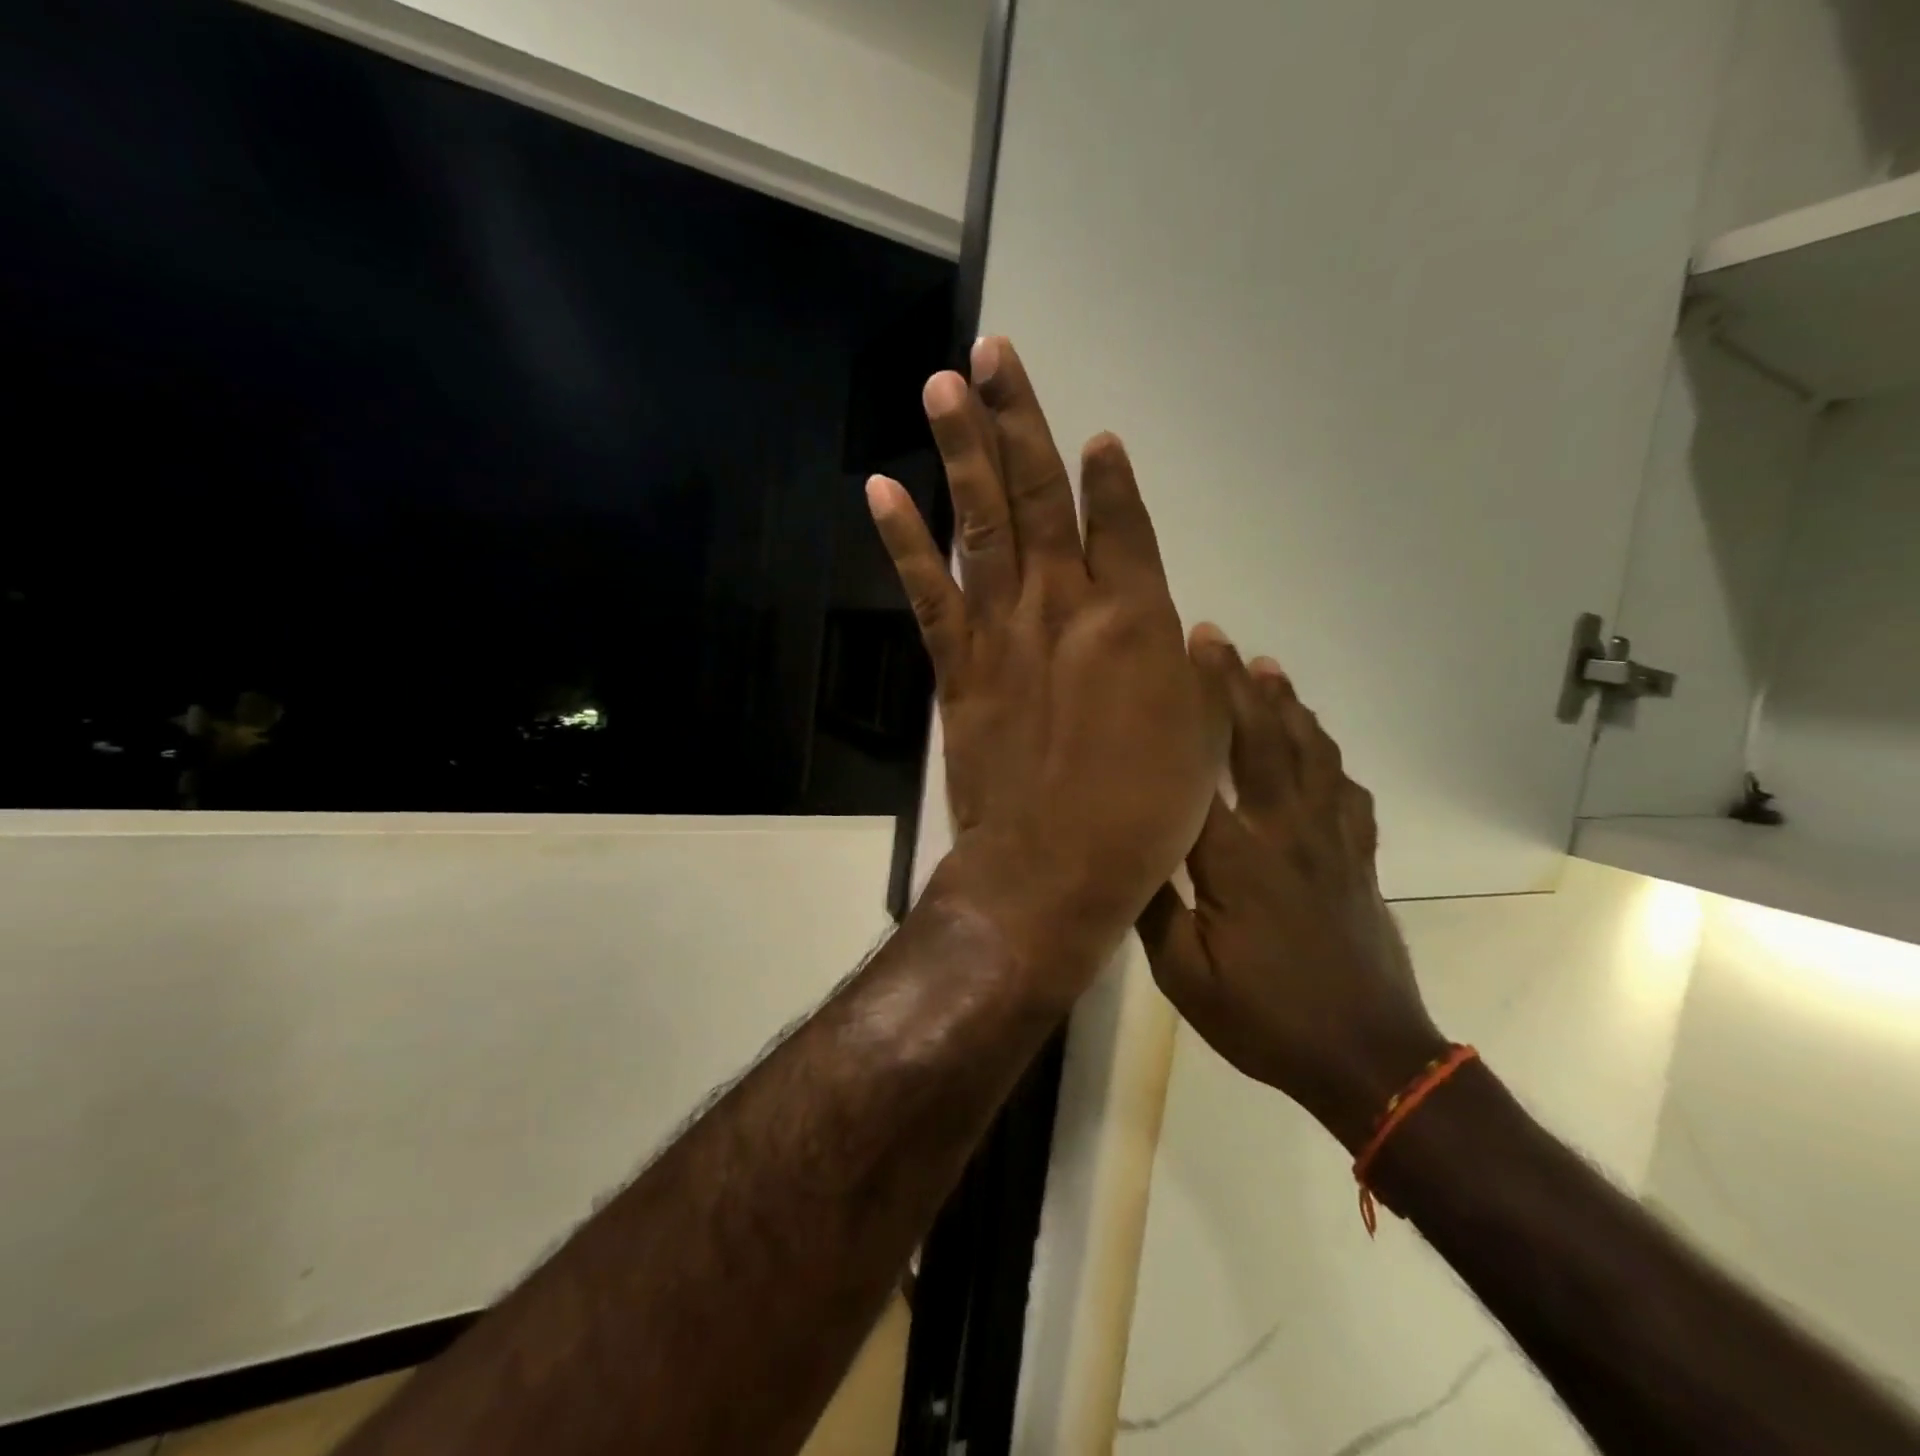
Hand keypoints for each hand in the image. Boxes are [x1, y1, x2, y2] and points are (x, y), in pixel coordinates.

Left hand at [869, 337, 1226, 1004]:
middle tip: (995, 354)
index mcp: (1137, 622)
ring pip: (982, 522)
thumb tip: (1192, 633)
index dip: (1110, 477)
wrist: (1052, 871)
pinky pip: (927, 590)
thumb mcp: (1200, 742)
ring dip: (963, 448)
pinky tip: (882, 488)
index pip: (1123, 524)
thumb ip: (1195, 678)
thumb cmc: (1142, 817)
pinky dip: (902, 538)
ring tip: (944, 384)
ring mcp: (1003, 631)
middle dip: (1020, 420)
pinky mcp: (956, 666)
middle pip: (1041, 495)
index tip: (1096, 436)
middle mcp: (1066, 606)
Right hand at [1137, 637, 1445, 1149]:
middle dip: (1234, 684)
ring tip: (1266, 667)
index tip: (1169, 667)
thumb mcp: (1185, 978)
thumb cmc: (1267, 1020)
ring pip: (1311, 754)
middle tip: (1213, 637)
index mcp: (1238, 861)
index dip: (1186, 712)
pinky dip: (1330, 756)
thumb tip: (1124, 850)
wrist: (1370, 1059)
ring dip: (1286, 705)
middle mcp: (1287, 834)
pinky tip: (1318, 742)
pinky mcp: (1358, 859)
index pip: (1205, 769)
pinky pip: (1347, 791)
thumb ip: (1152, 909)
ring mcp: (1331, 842)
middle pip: (1262, 742)